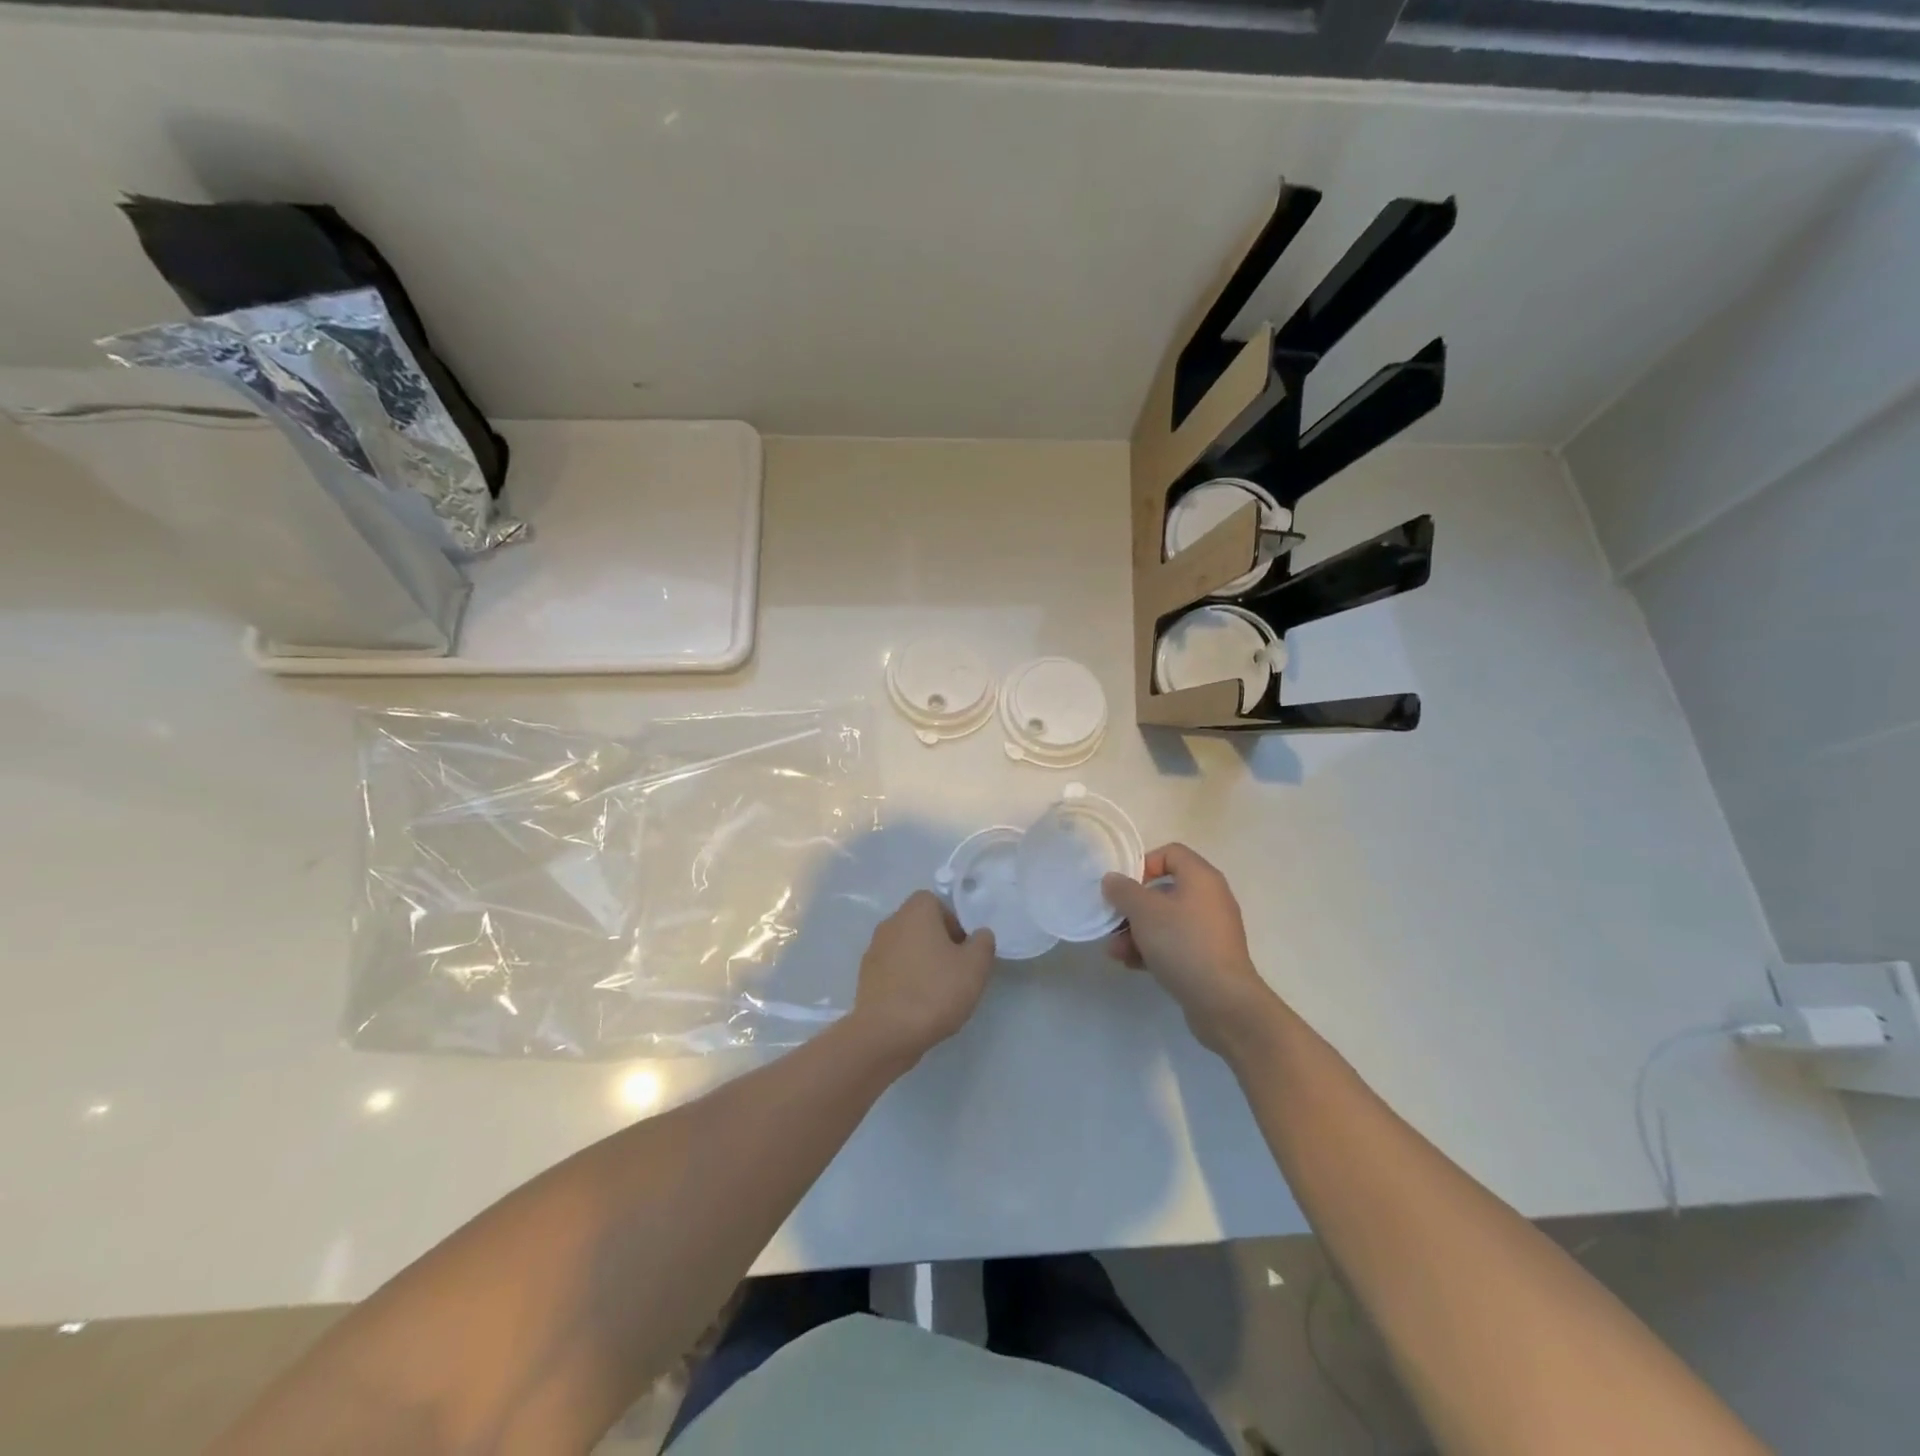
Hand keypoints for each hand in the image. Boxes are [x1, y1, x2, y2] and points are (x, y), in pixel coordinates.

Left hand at [849, 891, 995, 1065]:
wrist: (886, 1033)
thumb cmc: (935, 991)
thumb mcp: (975, 967)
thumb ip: (983, 943)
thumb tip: (978, 934)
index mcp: (915, 912)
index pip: (936, 902)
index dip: (953, 922)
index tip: (963, 949)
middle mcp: (890, 923)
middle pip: (919, 924)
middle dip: (938, 942)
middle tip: (955, 970)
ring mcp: (873, 950)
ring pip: (905, 947)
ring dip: (921, 962)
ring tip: (937, 991)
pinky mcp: (866, 977)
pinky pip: (892, 970)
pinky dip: (905, 980)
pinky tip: (917, 1005)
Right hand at [1102, 844, 1276, 1056]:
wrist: (1223, 1002)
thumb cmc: (1183, 944)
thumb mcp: (1145, 912)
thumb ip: (1124, 891)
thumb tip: (1112, 879)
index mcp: (1201, 878)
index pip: (1170, 853)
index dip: (1143, 863)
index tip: (1123, 886)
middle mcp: (1209, 898)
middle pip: (1164, 890)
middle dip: (1132, 907)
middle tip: (1112, 921)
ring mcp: (1210, 930)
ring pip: (1165, 920)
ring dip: (1136, 932)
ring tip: (1115, 951)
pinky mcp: (1207, 957)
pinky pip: (1174, 943)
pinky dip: (1152, 949)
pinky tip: (1131, 964)